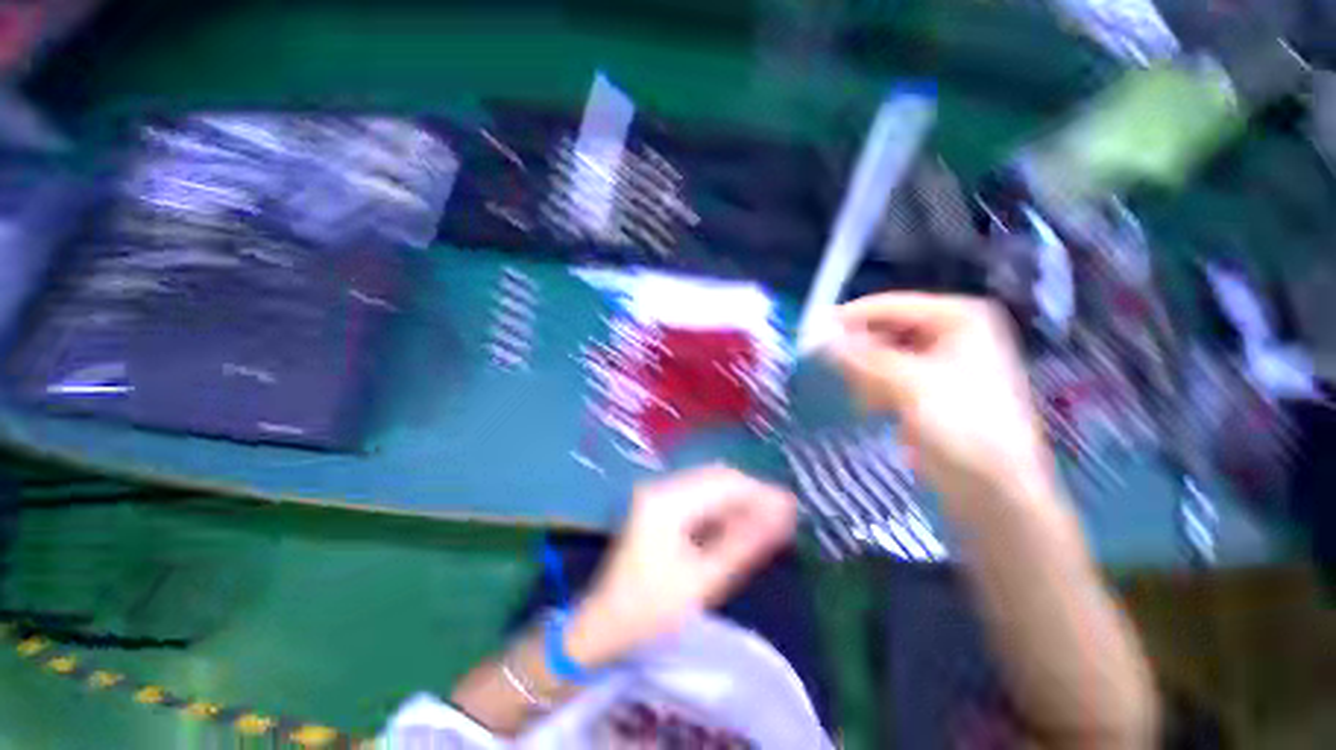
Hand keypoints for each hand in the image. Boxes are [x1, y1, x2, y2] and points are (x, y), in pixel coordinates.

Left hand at [565, 466, 796, 667]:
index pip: (724, 484)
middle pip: (717, 478)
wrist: (604, 623)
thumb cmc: (651, 610)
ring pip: (709, 484)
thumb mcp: (704, 581)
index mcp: (667, 502)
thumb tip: (781, 517)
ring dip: (737, 500)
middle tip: (781, 516)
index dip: (759, 493)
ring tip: (766, 521)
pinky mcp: (659, 503)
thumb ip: (743, 544)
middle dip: (751, 494)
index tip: (790, 508)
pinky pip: (698, 495)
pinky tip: (737, 524)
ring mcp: (658, 493)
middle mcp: (661, 487)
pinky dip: (721, 507)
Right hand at [829, 293, 1055, 504]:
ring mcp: (941, 359)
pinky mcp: (929, 386)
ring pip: (882, 353)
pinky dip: (873, 387)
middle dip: (858, 351)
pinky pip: (887, 374)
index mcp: (959, 317)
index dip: (849, 318)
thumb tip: (817, 337)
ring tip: (862, 397)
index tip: (811, 333)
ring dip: (864, 373)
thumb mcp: (908, 384)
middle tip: (832, 369)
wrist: (994, 491)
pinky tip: (871, 407)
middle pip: (884, 329)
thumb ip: (860, 357)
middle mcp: (951, 330)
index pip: (890, 305)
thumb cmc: (962, 428)